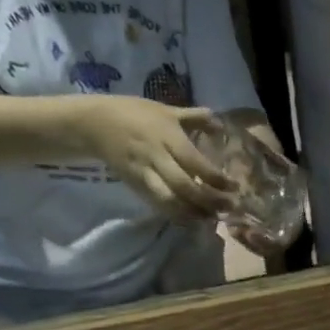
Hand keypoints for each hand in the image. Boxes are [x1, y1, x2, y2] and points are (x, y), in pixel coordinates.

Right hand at [75, 97, 235, 218]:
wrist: (95, 124)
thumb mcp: (165, 110)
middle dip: (209, 200)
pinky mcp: (136, 186)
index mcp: (167, 135)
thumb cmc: (135, 113)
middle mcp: (157, 156)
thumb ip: (194, 117)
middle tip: (228, 208)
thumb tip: (219, 122)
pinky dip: (176, 215)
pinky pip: (158, 205)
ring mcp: (145, 173)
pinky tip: (191, 219)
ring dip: (194, 213)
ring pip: (171, 200)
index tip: (233, 187)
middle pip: (185, 186)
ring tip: (212, 217)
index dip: (216, 178)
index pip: (195, 162)